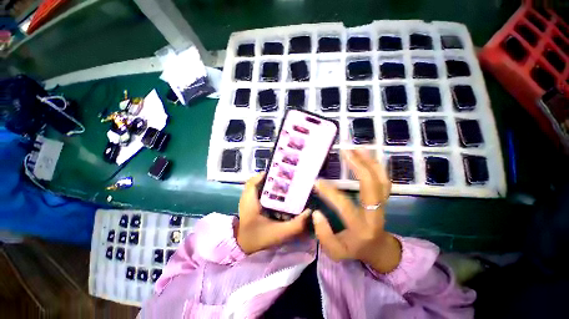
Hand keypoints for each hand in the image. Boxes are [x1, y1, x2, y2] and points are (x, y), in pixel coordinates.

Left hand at [236, 173, 310, 254]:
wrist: (244, 248)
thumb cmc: (259, 239)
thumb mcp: (279, 233)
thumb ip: (295, 224)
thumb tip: (310, 211)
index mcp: (251, 199)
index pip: (258, 178)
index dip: (270, 173)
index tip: (285, 173)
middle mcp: (249, 196)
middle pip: (261, 179)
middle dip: (275, 177)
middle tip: (289, 178)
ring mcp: (249, 198)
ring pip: (261, 185)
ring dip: (273, 183)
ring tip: (287, 184)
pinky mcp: (253, 202)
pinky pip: (262, 191)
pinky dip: (270, 190)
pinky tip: (281, 195)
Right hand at [312, 149, 401, 272]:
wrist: (378, 249)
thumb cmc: (354, 249)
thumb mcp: (335, 252)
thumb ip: (324, 235)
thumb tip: (317, 213)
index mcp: (362, 228)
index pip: (345, 206)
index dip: (330, 192)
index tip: (317, 182)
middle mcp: (376, 214)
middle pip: (372, 187)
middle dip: (359, 167)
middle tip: (345, 152)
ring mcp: (383, 205)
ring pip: (381, 180)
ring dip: (370, 162)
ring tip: (357, 148)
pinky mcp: (384, 199)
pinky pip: (384, 180)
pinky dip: (377, 165)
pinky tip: (367, 154)